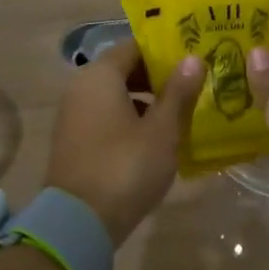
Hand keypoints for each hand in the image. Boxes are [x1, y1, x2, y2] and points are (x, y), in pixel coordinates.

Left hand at [43, 39, 204, 243]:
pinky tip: (157, 138)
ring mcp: (74, 116)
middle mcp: (81, 88)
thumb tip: (193, 58)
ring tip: (182, 112)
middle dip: (158, 77)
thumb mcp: (162, 130)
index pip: (135, 46)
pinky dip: (131, 120)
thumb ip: (178, 92)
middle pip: (124, 70)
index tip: (193, 56)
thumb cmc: (126, 166)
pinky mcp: (75, 142)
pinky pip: (107, 118)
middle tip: (194, 84)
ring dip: (147, 101)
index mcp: (100, 76)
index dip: (165, 50)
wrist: (79, 223)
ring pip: (116, 96)